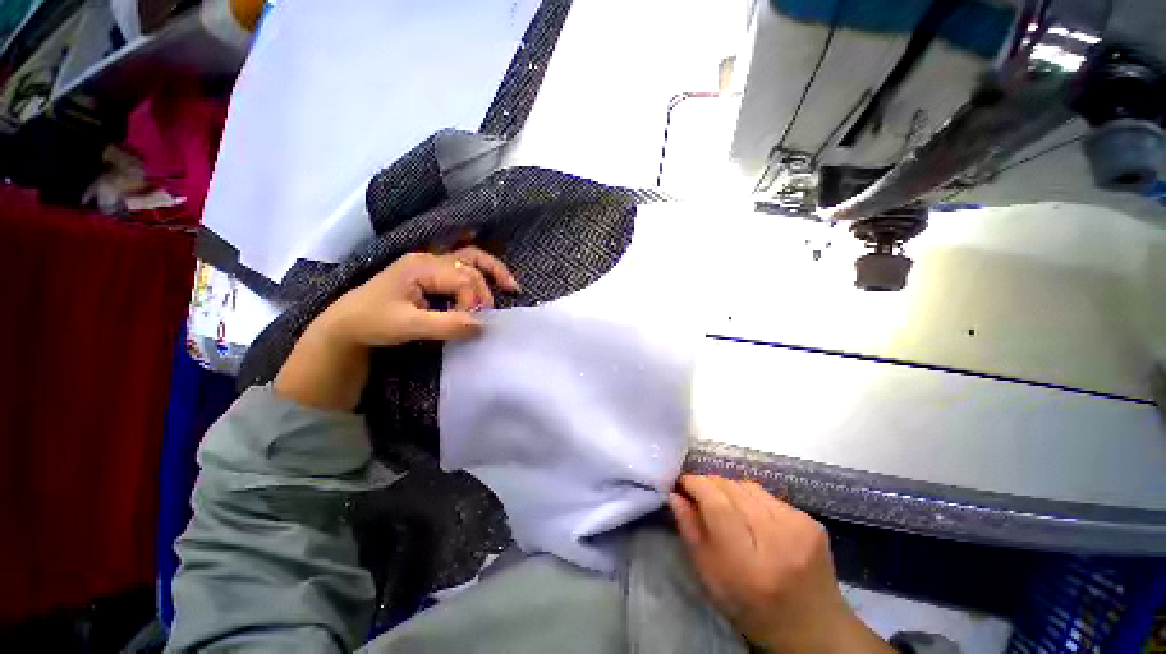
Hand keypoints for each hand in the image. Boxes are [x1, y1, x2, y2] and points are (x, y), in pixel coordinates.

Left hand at [274, 247, 518, 410]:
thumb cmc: (373, 322)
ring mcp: (430, 265)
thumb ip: (446, 325)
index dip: (473, 302)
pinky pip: (463, 269)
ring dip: (492, 271)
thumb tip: (482, 326)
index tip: (471, 325)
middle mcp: (429, 260)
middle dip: (486, 289)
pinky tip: (490, 285)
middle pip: (471, 264)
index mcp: (422, 266)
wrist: (346, 325)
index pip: (463, 279)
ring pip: (470, 259)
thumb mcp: (408, 326)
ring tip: (511, 286)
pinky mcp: (431, 275)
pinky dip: (481, 276)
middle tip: (493, 312)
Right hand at [669, 475, 891, 652]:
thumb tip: (675, 494)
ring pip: (749, 486)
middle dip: (710, 485)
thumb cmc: (751, 608)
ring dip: (731, 489)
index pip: (717, 504)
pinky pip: (769, 495)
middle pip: (732, 489)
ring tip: (727, 507)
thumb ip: (690, 532)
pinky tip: (754, 519)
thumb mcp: (710, 577)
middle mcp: (777, 539)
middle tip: (700, 494)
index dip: (696, 485)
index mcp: (748, 563)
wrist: (813, 629)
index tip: (682, 482)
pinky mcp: (811, 521)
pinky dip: (753, 499)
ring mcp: (799, 527)